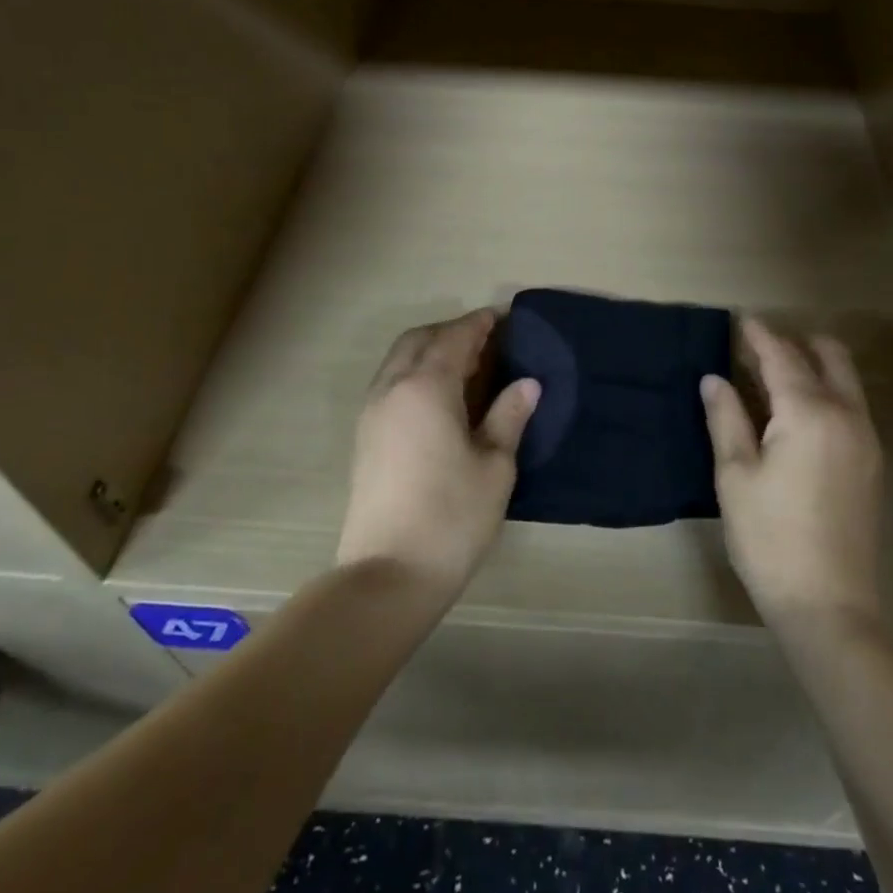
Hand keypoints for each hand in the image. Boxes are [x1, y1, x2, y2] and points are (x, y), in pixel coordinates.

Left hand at [336, 308, 540, 602]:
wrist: (387, 576)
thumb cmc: (451, 517)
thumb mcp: (494, 466)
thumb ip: (509, 417)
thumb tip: (528, 384)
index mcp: (426, 387)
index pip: (455, 338)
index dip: (479, 323)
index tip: (503, 316)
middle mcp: (392, 389)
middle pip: (419, 340)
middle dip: (450, 332)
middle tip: (486, 341)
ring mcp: (372, 413)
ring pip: (399, 360)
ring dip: (429, 351)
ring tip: (466, 368)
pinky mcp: (364, 438)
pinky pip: (390, 384)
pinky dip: (415, 374)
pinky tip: (439, 399)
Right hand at [700, 319, 883, 628]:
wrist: (831, 605)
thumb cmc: (770, 538)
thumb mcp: (735, 475)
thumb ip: (726, 418)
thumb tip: (714, 378)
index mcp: (809, 412)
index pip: (782, 357)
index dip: (758, 335)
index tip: (740, 318)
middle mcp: (846, 414)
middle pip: (827, 356)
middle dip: (794, 343)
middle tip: (755, 349)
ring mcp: (865, 438)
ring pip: (844, 379)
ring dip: (813, 365)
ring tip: (772, 376)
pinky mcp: (871, 462)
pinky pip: (850, 404)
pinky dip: (825, 390)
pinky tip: (796, 412)